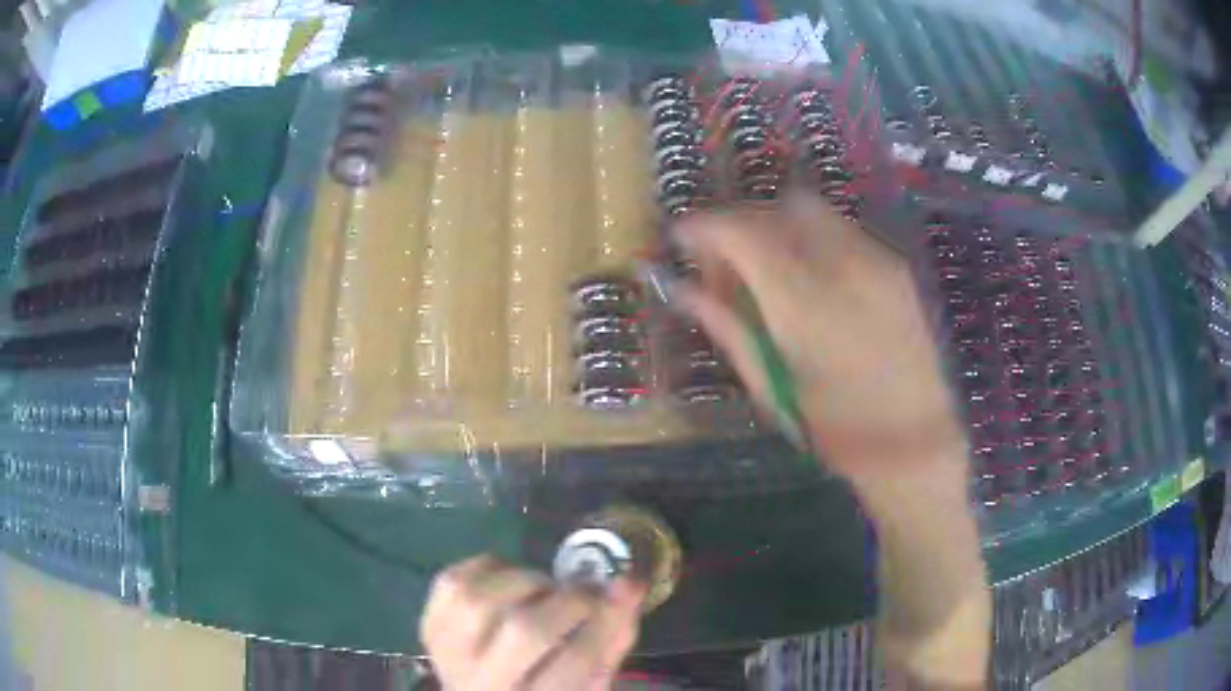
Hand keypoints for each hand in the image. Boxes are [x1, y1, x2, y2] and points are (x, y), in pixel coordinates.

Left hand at [420, 555, 643, 690]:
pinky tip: (505, 579)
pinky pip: (450, 582)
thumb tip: (628, 584)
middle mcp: (484, 684)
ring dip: (522, 581)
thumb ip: (610, 641)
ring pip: (479, 601)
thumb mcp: (587, 683)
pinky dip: (484, 568)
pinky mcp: (429, 627)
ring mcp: (448, 654)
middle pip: (524, 631)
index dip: (605, 620)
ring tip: (542, 588)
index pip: (575, 663)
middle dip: (566, 601)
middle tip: (584, 592)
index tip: (625, 588)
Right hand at [672, 192, 967, 495]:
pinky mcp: (896, 266)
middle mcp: (840, 262)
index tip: (680, 238)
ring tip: (768, 271)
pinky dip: (812, 240)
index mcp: (802, 299)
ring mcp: (875, 259)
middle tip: (726, 262)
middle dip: (741, 223)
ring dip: (778, 228)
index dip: (701, 226)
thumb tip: (684, 291)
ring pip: (812, 211)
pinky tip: (812, 281)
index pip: (739, 231)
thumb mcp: (776, 390)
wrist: (926, 437)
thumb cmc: (843, 429)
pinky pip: (841, 231)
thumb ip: (730, 329)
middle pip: (776, 208)